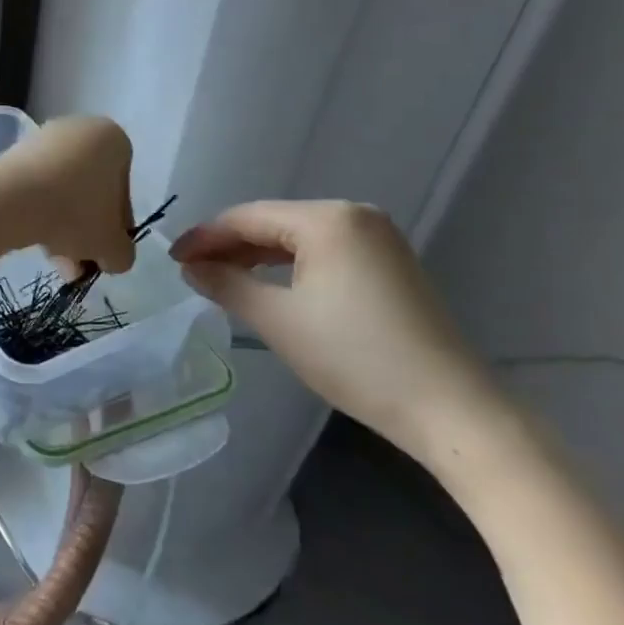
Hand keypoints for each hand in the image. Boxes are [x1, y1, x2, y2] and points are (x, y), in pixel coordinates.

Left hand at [0, 116, 136, 276]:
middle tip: (78, 265)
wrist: (11, 199)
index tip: (103, 251)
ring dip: (63, 230)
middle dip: (86, 232)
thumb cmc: (75, 213)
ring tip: (57, 264)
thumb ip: (122, 253)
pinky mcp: (13, 153)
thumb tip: (113, 256)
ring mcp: (43, 139)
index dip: (116, 228)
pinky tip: (35, 243)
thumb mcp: (112, 246)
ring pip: (62, 193)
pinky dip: (39, 214)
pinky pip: (36, 188)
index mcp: (113, 139)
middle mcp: (80, 130)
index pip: (123, 191)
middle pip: (89, 192)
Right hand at [170, 201, 508, 461]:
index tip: (172, 259)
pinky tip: (268, 285)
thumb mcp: (277, 320)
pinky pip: (324, 252)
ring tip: (221, 279)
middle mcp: (354, 215)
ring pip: (297, 238)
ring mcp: (378, 239)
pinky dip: (290, 266)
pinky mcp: (390, 263)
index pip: (247, 217)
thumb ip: (226, 284)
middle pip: (273, 222)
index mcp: (327, 218)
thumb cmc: (355, 358)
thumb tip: (190, 267)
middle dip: (229, 246)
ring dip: (257, 256)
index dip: (205, 237)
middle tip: (192, 271)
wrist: (451, 409)